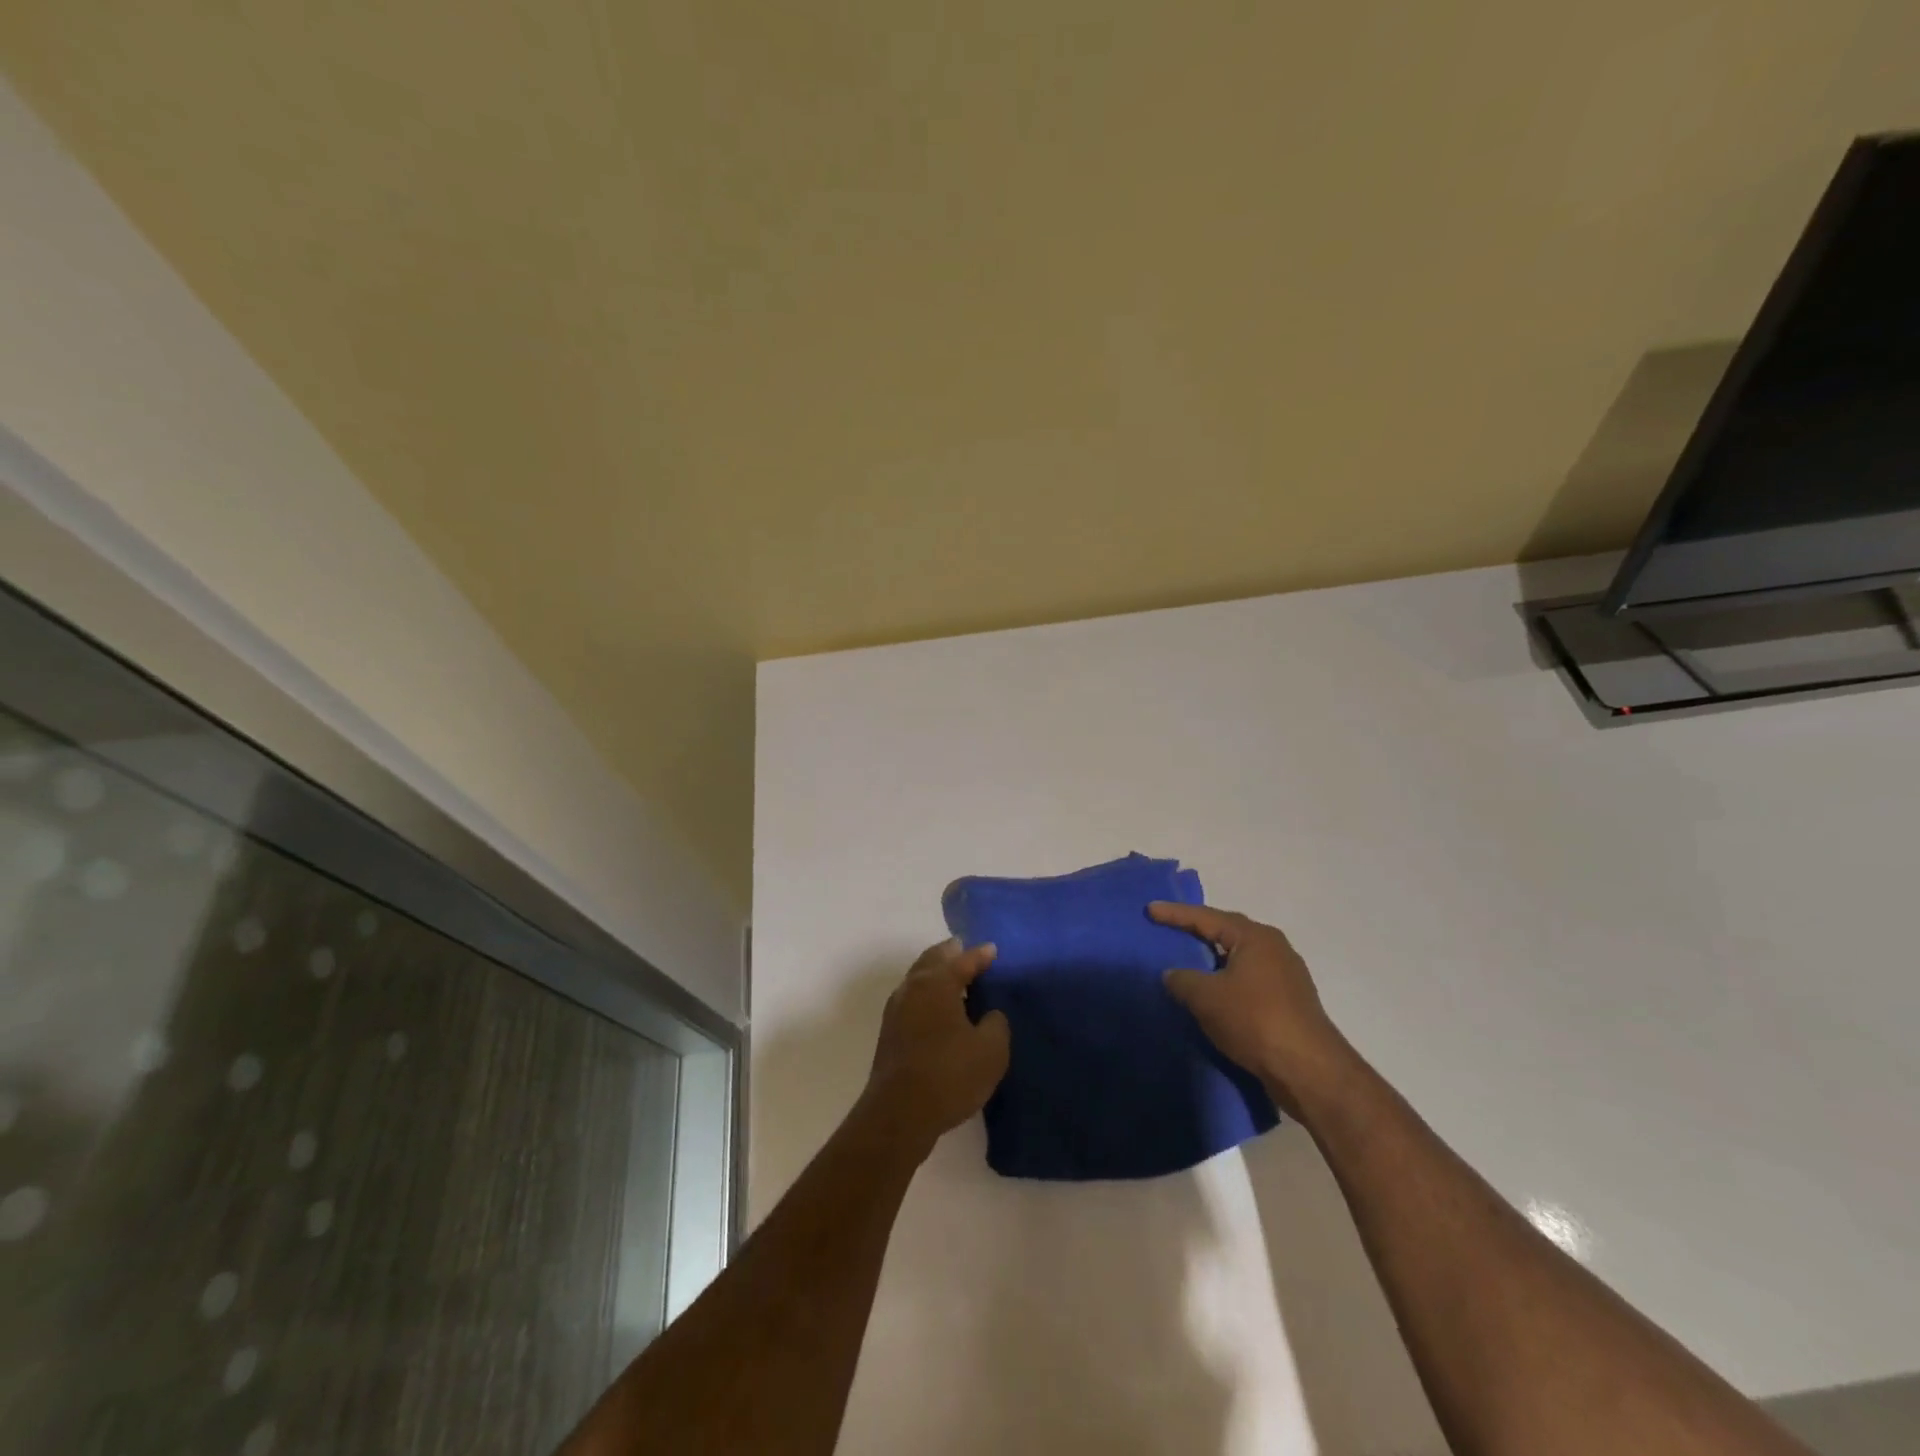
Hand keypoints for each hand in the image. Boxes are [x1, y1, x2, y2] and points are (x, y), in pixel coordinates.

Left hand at [858, 939, 1010, 1156]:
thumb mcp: (991, 1050)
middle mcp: (912, 987)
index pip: (962, 960)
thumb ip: (996, 1024)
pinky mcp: (890, 1032)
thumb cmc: (950, 1075)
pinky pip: (913, 999)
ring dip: (936, 973)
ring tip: (956, 979)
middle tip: (966, 951)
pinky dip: (928, 994)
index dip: (980, 955)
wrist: (899, 1114)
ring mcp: (896, 1009)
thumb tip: (989, 1015)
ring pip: (918, 978)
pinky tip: (940, 1009)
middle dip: (950, 954)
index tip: (993, 949)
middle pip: (933, 960)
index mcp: (937, 983)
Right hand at [1151, 902, 1355, 1120]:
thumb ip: (1182, 979)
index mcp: (1255, 937)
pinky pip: (1248, 981)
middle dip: (1198, 932)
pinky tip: (1213, 994)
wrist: (1308, 1070)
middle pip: (1227, 933)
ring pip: (1239, 959)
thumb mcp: (1206, 997)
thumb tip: (1172, 974)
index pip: (1207, 918)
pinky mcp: (1289, 1003)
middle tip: (1169, 930)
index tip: (1150, 910)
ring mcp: (1286, 977)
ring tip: (1187, 962)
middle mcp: (1274, 949)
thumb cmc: (1254, 1020)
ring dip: (1213, 961)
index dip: (1175, 914)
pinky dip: (1226, 982)